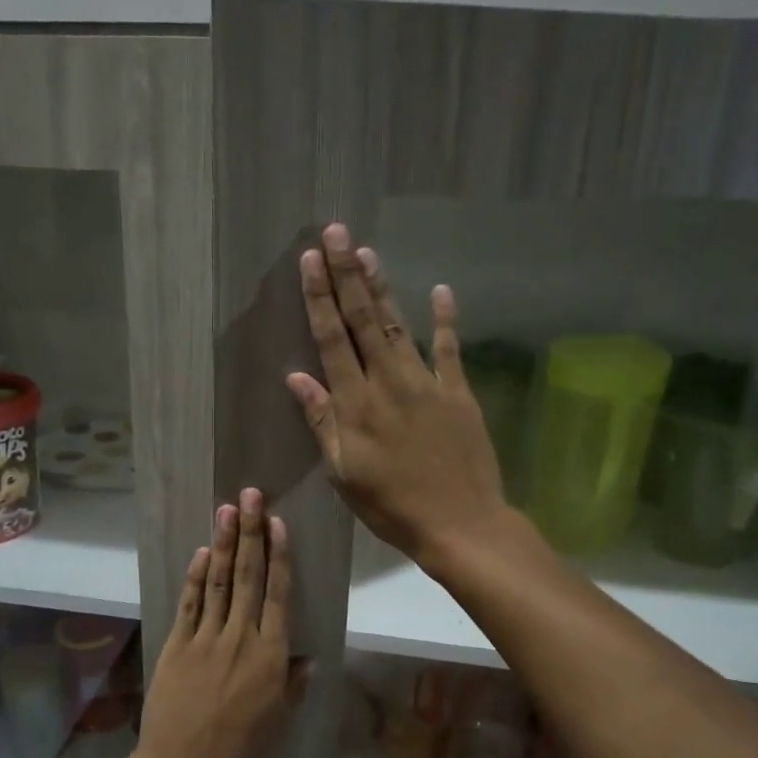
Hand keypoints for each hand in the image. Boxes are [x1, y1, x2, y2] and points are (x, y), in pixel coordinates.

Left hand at [134, 489, 305, 757]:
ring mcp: (206, 638)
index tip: (277, 523)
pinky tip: (204, 553)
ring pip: (220, 582)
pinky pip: (190, 604)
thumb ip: (293, 685)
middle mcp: (240, 637)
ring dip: (225, 544)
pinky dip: (197, 577)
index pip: (278, 594)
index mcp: (271, 655)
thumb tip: (307, 658)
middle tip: (250, 496)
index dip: (278, 555)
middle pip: (249, 577)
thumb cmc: (239, 749)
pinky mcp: (178, 645)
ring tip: (227, 510)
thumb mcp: (278, 721)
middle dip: (250, 533)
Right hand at [285, 224, 505, 561]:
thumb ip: (322, 422)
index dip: (319, 298)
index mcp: (356, 404)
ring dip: (382, 287)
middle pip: (364, 321)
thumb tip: (297, 377)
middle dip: (347, 275)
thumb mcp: (344, 473)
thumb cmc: (392, 506)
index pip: (332, 340)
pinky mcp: (459, 393)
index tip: (309, 261)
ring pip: (399, 326)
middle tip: (336, 233)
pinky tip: (442, 290)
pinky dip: (447, 320)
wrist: (460, 523)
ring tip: (367, 252)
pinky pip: (451, 349)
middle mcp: (388, 383)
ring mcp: (427, 384)